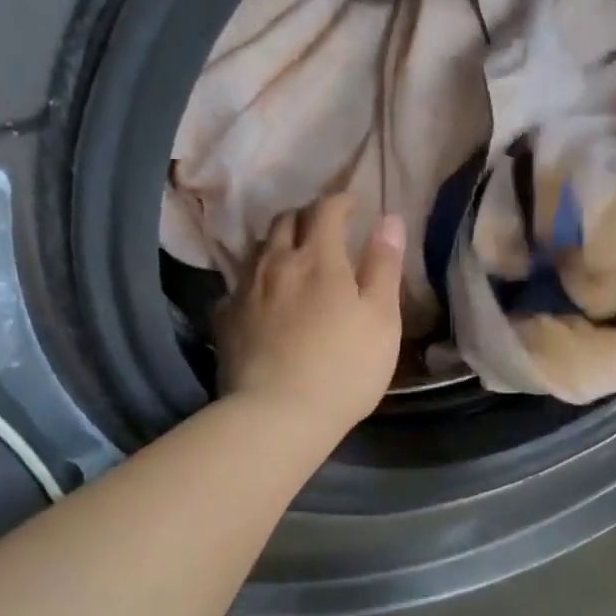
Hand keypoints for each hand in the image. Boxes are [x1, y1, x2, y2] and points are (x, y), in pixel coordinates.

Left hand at [216, 195, 405, 433]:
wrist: (278, 415)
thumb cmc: (344, 368)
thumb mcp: (382, 319)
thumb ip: (384, 266)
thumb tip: (390, 219)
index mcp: (319, 259)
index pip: (327, 209)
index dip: (342, 200)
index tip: (355, 204)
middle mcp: (276, 264)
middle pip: (286, 221)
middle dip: (307, 215)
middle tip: (325, 227)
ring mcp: (245, 291)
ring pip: (259, 249)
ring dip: (279, 242)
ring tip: (294, 257)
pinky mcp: (225, 320)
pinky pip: (238, 285)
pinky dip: (256, 280)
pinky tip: (263, 297)